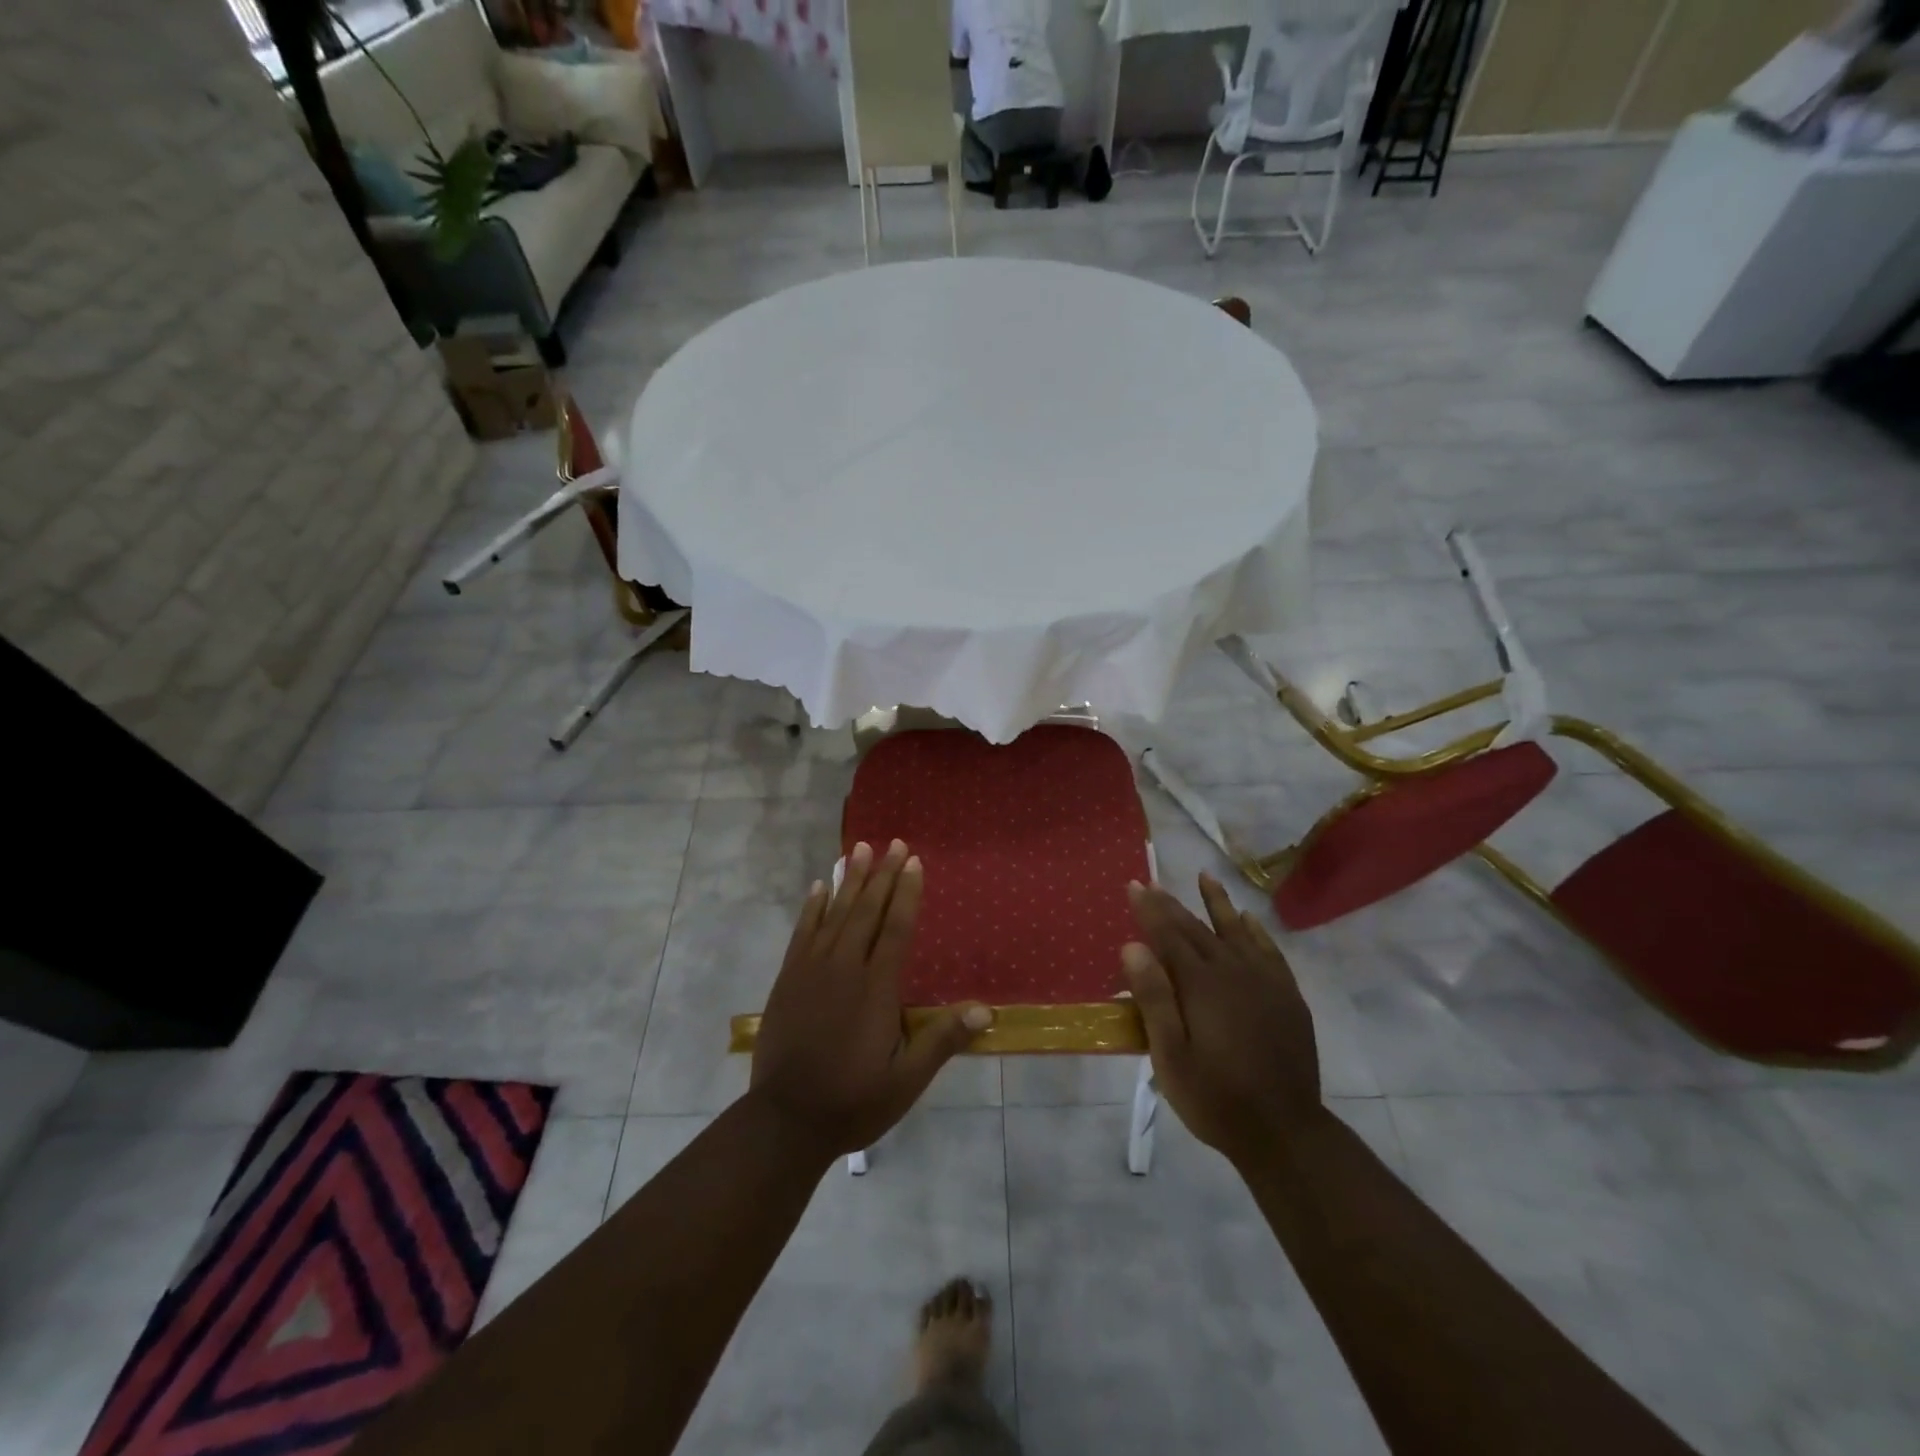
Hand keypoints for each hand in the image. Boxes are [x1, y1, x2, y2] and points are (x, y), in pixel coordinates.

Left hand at [750, 839, 992, 1160]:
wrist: (785, 1120)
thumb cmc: (853, 1100)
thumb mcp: (906, 1080)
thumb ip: (942, 1040)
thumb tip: (985, 1010)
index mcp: (876, 988)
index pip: (896, 928)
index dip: (906, 893)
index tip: (913, 861)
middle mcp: (844, 968)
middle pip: (866, 911)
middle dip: (881, 874)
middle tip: (892, 842)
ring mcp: (811, 970)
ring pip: (835, 914)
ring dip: (850, 880)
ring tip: (859, 848)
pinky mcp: (787, 979)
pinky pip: (802, 932)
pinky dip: (812, 907)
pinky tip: (819, 887)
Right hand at [1122, 873, 1320, 1164]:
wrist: (1285, 1132)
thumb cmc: (1216, 1097)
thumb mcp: (1171, 1056)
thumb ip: (1153, 998)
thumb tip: (1133, 946)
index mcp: (1201, 985)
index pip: (1169, 935)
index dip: (1149, 909)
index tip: (1134, 884)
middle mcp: (1233, 972)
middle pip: (1197, 929)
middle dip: (1172, 904)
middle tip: (1153, 881)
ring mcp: (1265, 982)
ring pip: (1236, 931)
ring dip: (1218, 903)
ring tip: (1205, 877)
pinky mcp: (1287, 997)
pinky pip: (1269, 951)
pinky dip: (1256, 931)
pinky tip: (1248, 920)